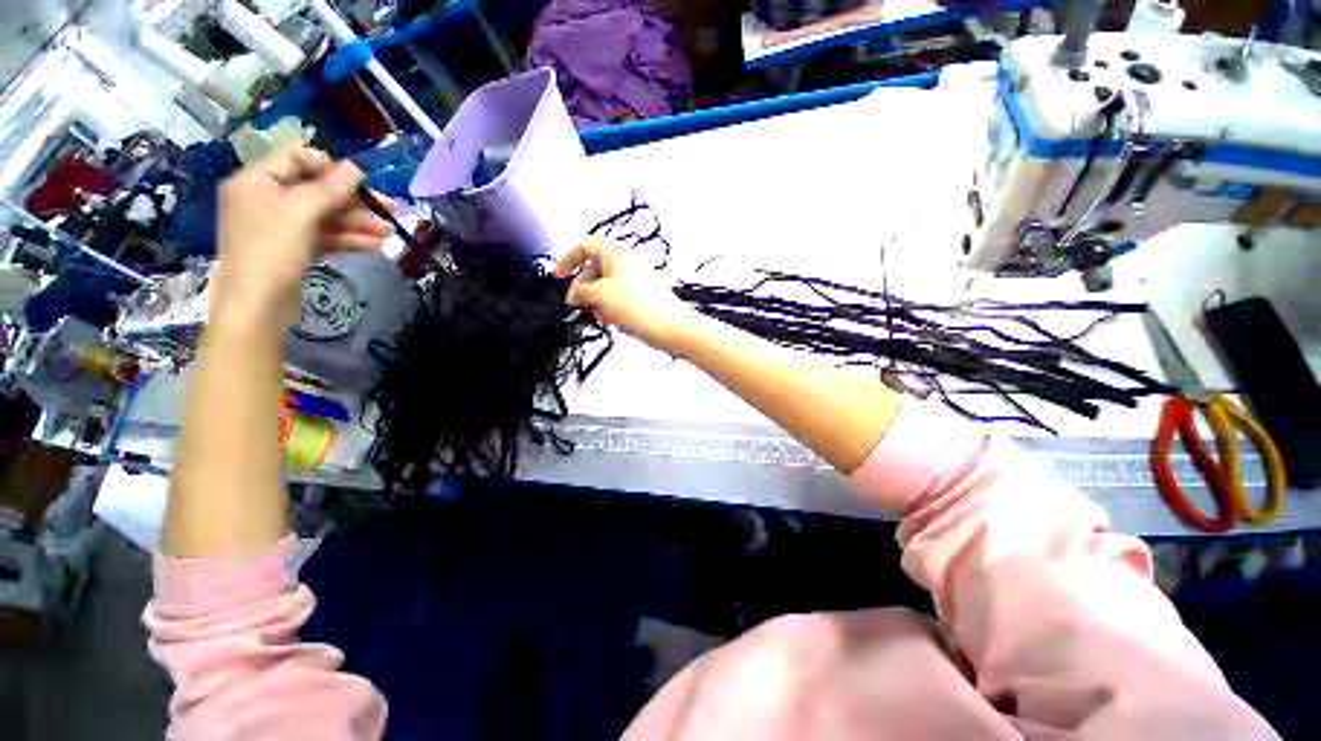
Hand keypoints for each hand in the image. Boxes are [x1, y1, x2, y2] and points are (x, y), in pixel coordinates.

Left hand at [212, 148, 392, 332]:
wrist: (257, 305)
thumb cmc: (271, 250)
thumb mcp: (301, 212)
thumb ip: (330, 188)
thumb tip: (356, 168)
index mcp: (257, 181)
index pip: (296, 159)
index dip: (330, 168)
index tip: (362, 182)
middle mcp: (266, 199)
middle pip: (316, 191)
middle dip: (354, 202)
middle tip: (390, 210)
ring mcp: (280, 227)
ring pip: (325, 217)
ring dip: (358, 224)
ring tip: (389, 233)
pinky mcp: (293, 249)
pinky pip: (324, 237)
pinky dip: (347, 240)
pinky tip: (374, 246)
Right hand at [556, 237, 694, 351]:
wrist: (668, 326)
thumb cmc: (635, 305)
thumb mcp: (598, 295)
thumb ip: (580, 292)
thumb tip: (575, 296)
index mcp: (615, 252)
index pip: (585, 244)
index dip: (568, 258)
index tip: (560, 276)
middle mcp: (627, 261)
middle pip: (595, 266)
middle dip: (582, 284)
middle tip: (576, 303)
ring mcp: (637, 278)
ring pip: (607, 283)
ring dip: (595, 298)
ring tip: (595, 314)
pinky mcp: (644, 295)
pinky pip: (620, 296)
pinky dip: (610, 305)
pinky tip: (609, 320)